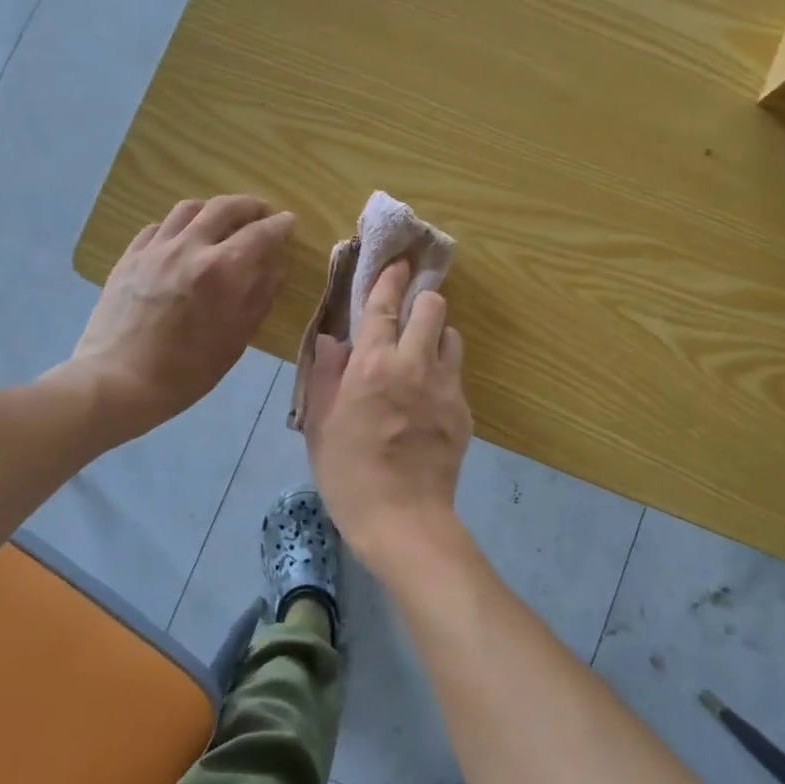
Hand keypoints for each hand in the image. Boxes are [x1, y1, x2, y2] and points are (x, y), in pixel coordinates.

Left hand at [68, 196, 294, 438]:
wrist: (118, 381)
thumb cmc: (186, 371)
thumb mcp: (235, 340)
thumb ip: (258, 298)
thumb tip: (275, 269)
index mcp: (222, 270)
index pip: (260, 233)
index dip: (279, 225)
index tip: (289, 221)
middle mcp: (190, 247)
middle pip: (224, 208)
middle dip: (249, 205)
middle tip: (261, 211)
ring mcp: (155, 249)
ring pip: (188, 209)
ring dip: (212, 208)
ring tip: (221, 218)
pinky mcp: (129, 257)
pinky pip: (158, 226)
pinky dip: (179, 225)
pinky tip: (182, 238)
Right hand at [305, 260, 472, 575]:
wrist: (403, 519)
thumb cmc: (349, 474)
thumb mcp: (321, 425)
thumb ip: (325, 375)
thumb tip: (332, 340)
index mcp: (373, 365)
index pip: (384, 306)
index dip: (390, 279)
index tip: (396, 264)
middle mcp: (414, 365)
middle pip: (432, 308)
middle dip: (421, 300)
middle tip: (408, 311)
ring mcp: (445, 387)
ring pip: (451, 337)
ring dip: (436, 335)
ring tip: (420, 354)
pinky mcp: (464, 411)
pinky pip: (456, 374)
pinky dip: (443, 371)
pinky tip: (428, 397)